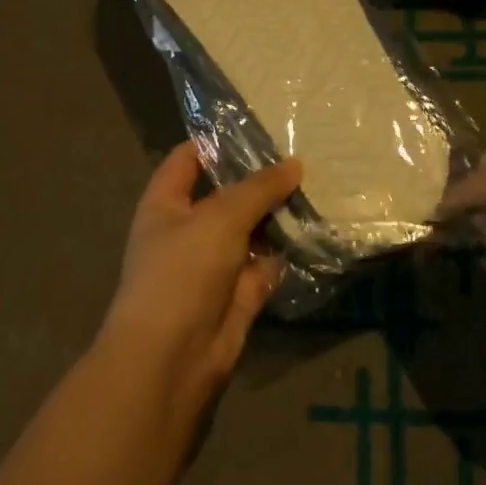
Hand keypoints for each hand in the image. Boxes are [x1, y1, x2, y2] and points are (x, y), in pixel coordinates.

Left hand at [99, 142, 302, 416]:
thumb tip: (295, 164)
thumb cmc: (182, 272)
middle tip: (304, 153)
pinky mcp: (239, 294)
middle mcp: (188, 230)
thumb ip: (258, 189)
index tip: (259, 126)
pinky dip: (287, 252)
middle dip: (260, 179)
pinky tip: (318, 229)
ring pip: (251, 231)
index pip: (188, 159)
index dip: (217, 142)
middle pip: (226, 195)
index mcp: (166, 204)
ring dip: (279, 215)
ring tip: (320, 184)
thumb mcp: (219, 218)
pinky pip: (266, 264)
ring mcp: (214, 264)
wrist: (172, 358)